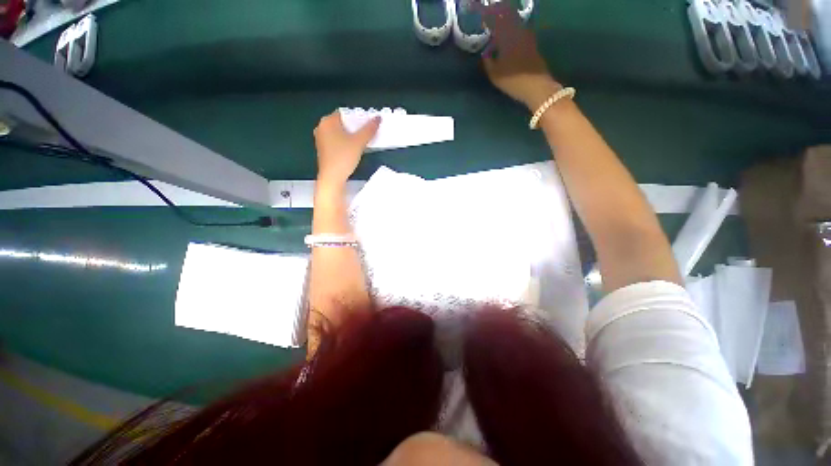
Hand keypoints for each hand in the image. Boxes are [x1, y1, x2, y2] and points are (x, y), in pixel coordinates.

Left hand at [313, 111, 380, 186]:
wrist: (333, 177)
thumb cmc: (343, 157)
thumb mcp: (359, 142)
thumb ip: (369, 129)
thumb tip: (378, 118)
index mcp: (327, 121)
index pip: (345, 113)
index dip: (357, 117)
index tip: (368, 124)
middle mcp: (321, 127)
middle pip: (342, 123)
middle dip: (355, 127)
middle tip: (367, 133)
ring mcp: (321, 139)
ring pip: (339, 133)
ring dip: (351, 135)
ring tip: (362, 141)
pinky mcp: (324, 150)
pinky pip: (336, 141)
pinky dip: (345, 142)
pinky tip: (354, 149)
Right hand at [474, 1, 561, 109]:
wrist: (536, 86)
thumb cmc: (513, 81)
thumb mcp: (495, 74)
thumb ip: (487, 62)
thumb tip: (485, 54)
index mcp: (506, 36)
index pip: (495, 20)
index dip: (487, 15)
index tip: (481, 15)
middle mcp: (517, 31)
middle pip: (507, 15)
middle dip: (498, 12)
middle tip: (490, 13)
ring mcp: (527, 36)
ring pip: (515, 21)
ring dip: (507, 19)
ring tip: (499, 22)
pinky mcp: (532, 43)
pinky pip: (520, 30)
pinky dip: (513, 28)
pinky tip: (510, 34)